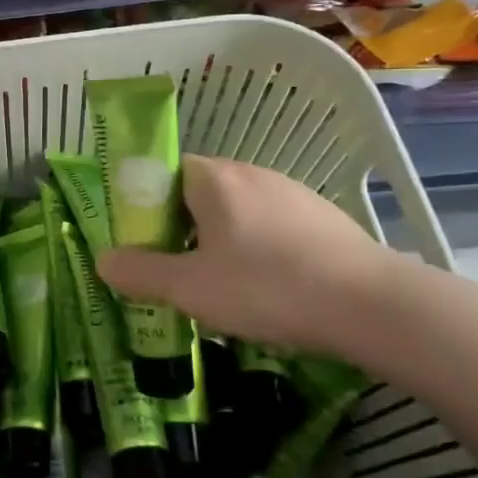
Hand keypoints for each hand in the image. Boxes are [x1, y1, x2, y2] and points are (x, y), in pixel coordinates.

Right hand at [95, 155, 396, 356]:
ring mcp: (292, 192)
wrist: (374, 305)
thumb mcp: (190, 288)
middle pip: (198, 193)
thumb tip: (103, 260)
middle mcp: (250, 173)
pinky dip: (259, 249)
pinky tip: (270, 288)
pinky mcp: (323, 217)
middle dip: (182, 229)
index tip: (147, 245)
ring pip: (237, 211)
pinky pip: (272, 226)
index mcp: (213, 179)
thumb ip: (140, 272)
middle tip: (179, 272)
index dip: (147, 206)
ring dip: (221, 241)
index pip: (163, 172)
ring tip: (224, 287)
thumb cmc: (267, 287)